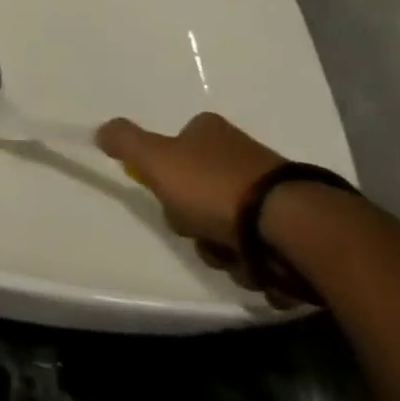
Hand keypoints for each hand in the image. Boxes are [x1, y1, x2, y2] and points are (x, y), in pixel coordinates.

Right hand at [97, 112, 296, 305]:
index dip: (167, 179)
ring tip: (235, 259)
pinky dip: (257, 266)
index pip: (176, 150)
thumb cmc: (216, 188)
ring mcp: (273, 190)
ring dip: (226, 252)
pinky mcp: (299, 226)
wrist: (293, 226)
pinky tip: (260, 270)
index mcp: (210, 131)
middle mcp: (242, 154)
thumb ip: (126, 142)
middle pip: (201, 195)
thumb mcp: (157, 160)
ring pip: (230, 228)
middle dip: (197, 225)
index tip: (172, 200)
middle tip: (201, 234)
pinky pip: (263, 251)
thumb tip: (100, 130)